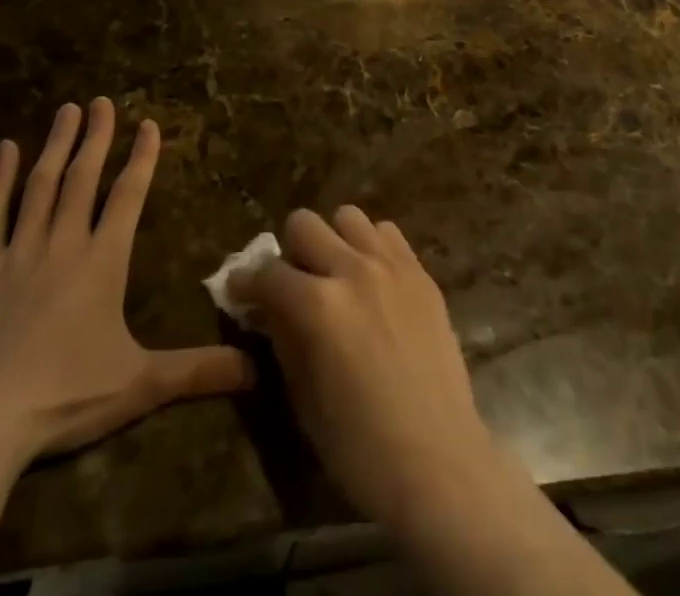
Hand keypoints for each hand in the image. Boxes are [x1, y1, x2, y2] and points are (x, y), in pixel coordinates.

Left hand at [0, 98, 252, 471]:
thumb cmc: (66, 398)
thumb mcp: (140, 385)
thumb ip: (197, 370)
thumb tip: (255, 370)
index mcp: (103, 262)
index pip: (129, 196)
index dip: (142, 158)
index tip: (148, 123)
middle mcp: (63, 244)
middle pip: (83, 178)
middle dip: (96, 137)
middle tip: (102, 101)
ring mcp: (18, 253)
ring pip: (40, 186)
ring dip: (56, 145)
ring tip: (67, 110)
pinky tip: (6, 149)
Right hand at [230, 208, 501, 532]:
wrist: (439, 462)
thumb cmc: (361, 448)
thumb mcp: (303, 398)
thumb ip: (283, 339)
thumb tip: (267, 308)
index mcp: (317, 306)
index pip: (267, 272)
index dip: (246, 282)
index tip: (240, 291)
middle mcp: (352, 270)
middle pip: (304, 223)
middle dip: (289, 251)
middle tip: (293, 283)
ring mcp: (391, 265)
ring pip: (348, 217)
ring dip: (333, 241)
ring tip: (337, 275)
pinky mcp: (421, 272)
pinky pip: (387, 233)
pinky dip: (371, 247)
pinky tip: (372, 280)